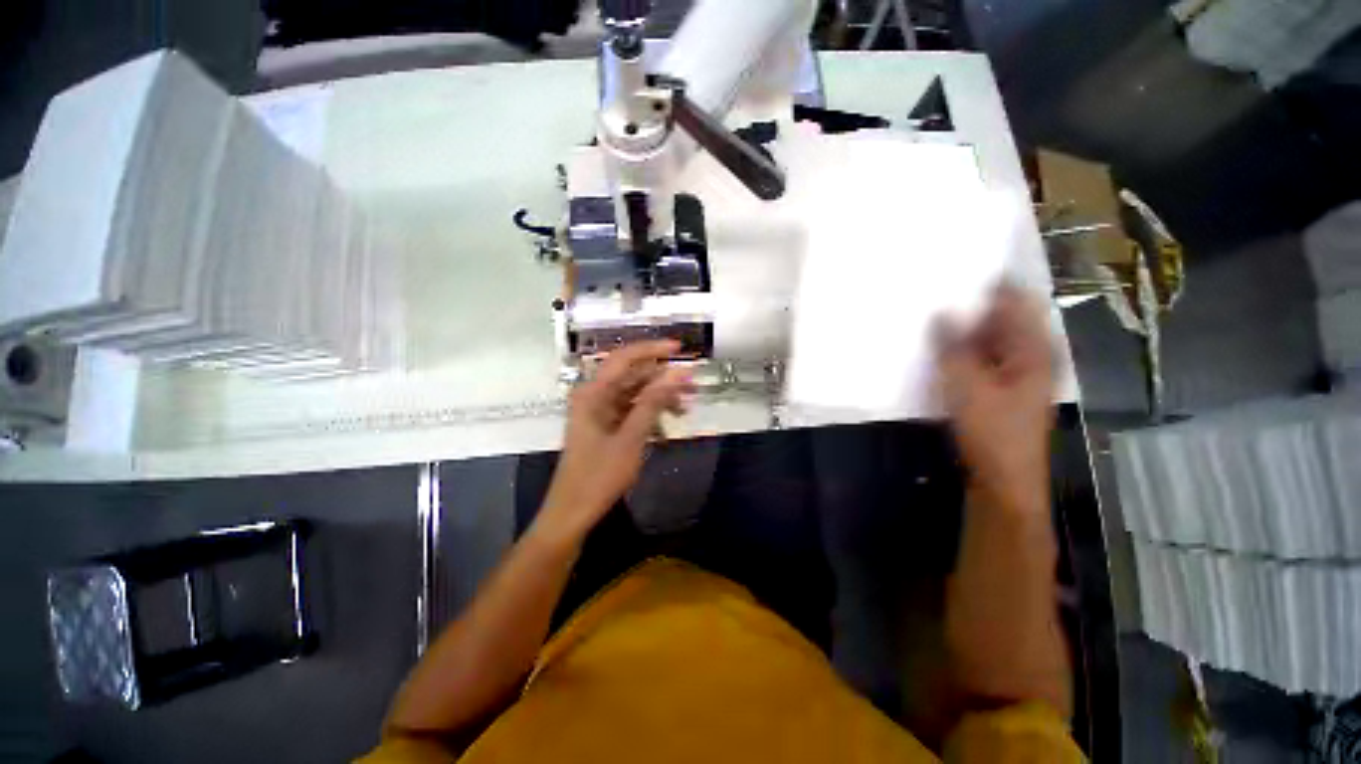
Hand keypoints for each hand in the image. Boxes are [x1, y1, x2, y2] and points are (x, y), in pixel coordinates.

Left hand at [535, 340, 694, 542]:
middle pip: (633, 376)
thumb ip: (654, 402)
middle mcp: (595, 396)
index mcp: (593, 393)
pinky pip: (632, 411)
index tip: (680, 349)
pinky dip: (650, 416)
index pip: (625, 358)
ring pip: (635, 394)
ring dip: (660, 399)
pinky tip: (667, 429)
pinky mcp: (606, 426)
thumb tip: (679, 372)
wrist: (573, 513)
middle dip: (663, 379)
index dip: (653, 349)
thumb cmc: (599, 476)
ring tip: (686, 410)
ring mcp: (600, 412)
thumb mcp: (632, 437)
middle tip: (693, 386)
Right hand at [938, 286, 1054, 515]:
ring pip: (988, 338)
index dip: (990, 282)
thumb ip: (952, 348)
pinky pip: (980, 356)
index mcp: (1033, 349)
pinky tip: (938, 346)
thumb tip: (940, 312)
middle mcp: (1029, 354)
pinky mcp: (999, 386)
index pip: (1016, 300)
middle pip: (1002, 317)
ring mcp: (1015, 371)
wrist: (1002, 478)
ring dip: (964, 327)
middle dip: (971, 304)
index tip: (956, 268)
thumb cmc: (992, 432)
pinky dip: (962, 348)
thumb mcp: (967, 387)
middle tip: (934, 290)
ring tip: (930, 313)